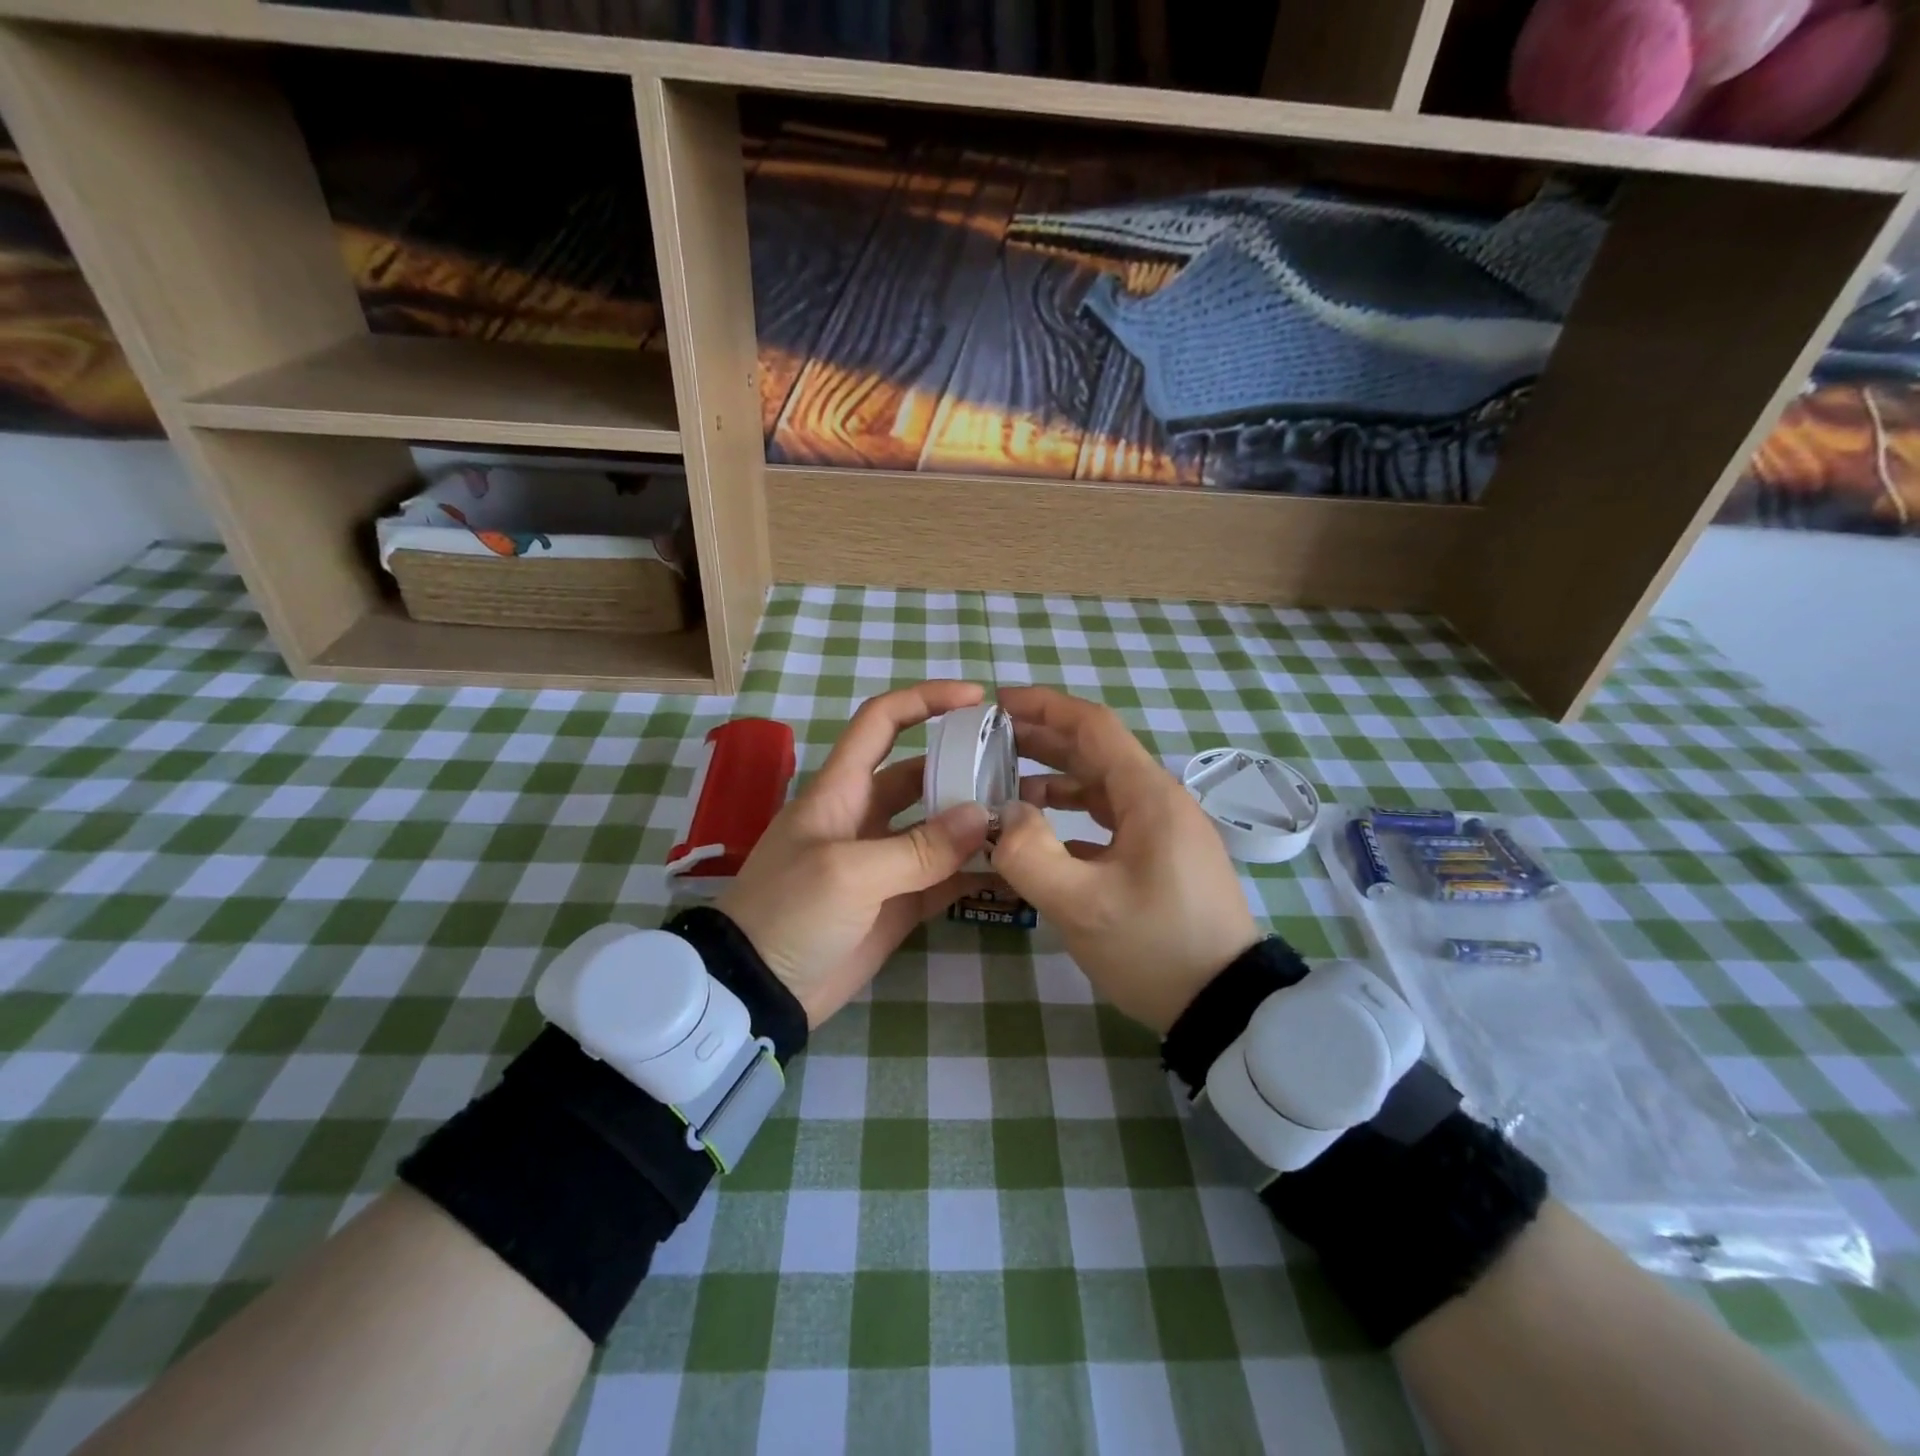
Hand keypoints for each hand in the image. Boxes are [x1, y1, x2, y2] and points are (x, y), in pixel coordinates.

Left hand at [717, 682, 993, 1027]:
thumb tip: (983, 817)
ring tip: (1025, 817)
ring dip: (975, 822)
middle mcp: (864, 816)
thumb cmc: (788, 913)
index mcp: (841, 790)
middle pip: (921, 774)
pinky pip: (944, 878)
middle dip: (964, 765)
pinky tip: (1011, 869)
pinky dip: (974, 872)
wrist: (757, 991)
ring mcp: (884, 861)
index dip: (925, 700)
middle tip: (1018, 769)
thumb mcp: (848, 873)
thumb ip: (918, 848)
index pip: (881, 722)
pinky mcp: (898, 903)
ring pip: (938, 827)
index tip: (976, 698)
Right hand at [989, 686, 1260, 1033]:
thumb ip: (1030, 855)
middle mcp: (1159, 800)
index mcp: (1148, 795)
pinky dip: (1073, 814)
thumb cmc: (1156, 949)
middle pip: (1096, 751)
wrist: (1226, 1006)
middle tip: (990, 740)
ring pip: (1102, 786)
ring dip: (1055, 778)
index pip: (1093, 726)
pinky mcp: (1161, 857)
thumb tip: (1004, 814)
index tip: (999, 702)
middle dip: (1043, 739)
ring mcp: (1163, 830)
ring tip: (1005, 785)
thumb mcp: (1083, 906)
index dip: (1045, 707)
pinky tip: (1042, 833)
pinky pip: (1110, 818)